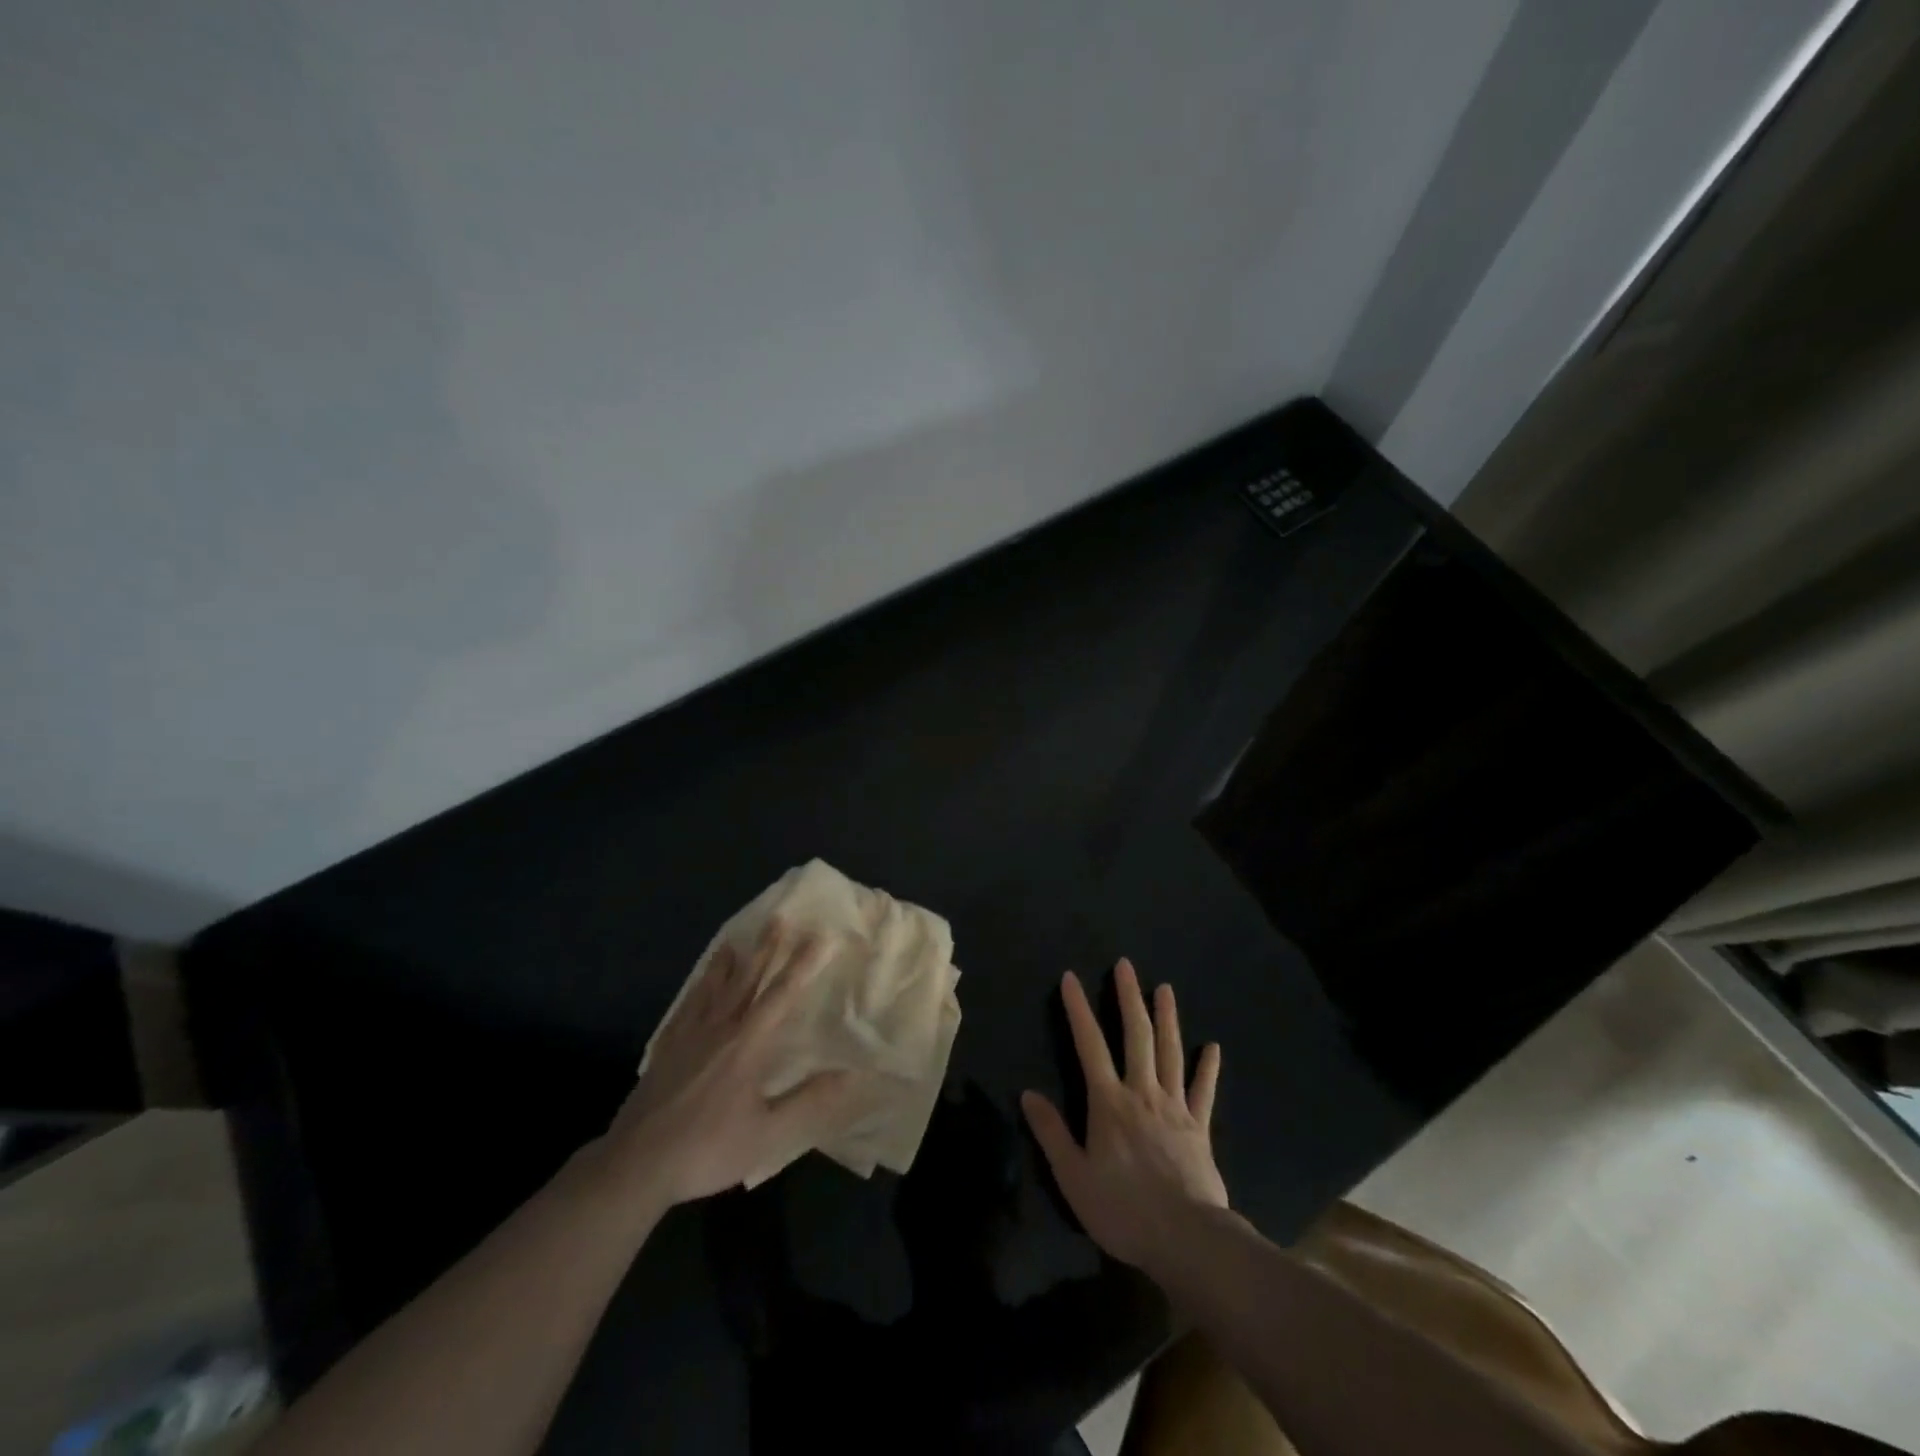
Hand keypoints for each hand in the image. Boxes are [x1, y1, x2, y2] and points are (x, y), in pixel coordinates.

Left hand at [599, 921, 855, 1208]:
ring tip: (735, 941)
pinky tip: (697, 987)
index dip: (803, 965)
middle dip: (765, 949)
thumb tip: (851, 1074)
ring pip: (712, 988)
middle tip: (778, 918)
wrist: (635, 1166)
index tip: (820, 936)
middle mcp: (718, 1029)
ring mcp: (687, 1037)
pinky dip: (696, 989)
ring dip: (728, 963)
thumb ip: (810, 1102)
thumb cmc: (707, 1149)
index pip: (781, 995)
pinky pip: (686, 1007)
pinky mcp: (665, 1050)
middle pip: (746, 980)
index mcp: (747, 1045)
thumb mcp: (768, 1135)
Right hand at [1021, 959, 1225, 1272]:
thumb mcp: (1073, 1177)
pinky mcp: (1199, 1128)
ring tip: (1165, 989)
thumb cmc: (1123, 1210)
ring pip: (1171, 1052)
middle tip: (1125, 966)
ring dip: (1167, 1018)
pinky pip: (1204, 1091)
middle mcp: (1142, 1092)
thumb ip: (1052, 1133)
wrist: (1187, 1239)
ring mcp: (1175, 1107)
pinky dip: (1208, 1067)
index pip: (1089, 1044)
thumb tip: (1028, 1094)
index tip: (1071, 978)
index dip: (1078, 1009)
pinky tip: (1212, 1047)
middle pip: (1136, 1035)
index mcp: (1109, 1102)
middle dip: (1129, 997)